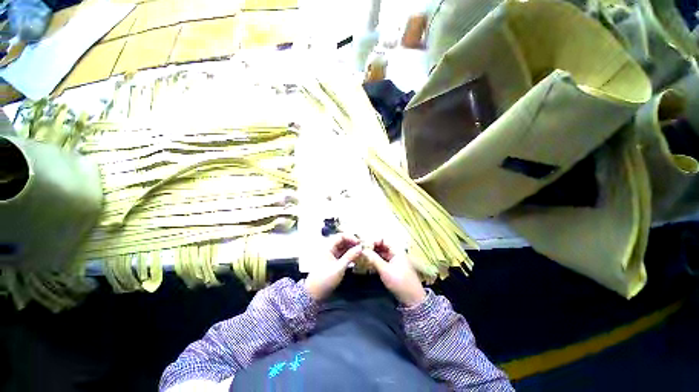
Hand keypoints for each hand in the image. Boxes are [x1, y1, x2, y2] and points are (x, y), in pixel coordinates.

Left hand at [304, 234, 362, 300]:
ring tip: (360, 253)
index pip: (341, 236)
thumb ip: (350, 256)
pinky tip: (355, 258)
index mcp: (328, 247)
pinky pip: (341, 254)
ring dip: (351, 249)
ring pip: (342, 247)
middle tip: (361, 248)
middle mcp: (328, 248)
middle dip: (352, 243)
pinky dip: (348, 255)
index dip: (351, 237)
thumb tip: (360, 248)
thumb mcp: (339, 268)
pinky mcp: (332, 261)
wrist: (314, 294)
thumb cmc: (325, 279)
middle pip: (342, 241)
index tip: (359, 243)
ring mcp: (330, 255)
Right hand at [362, 240, 425, 306]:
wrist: (412, 299)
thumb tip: (362, 250)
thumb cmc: (399, 282)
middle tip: (361, 252)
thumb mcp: (385, 270)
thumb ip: (373, 258)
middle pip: (382, 246)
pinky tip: (368, 263)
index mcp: (396, 250)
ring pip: (381, 253)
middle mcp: (395, 253)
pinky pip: (382, 260)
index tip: (364, 247)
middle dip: (372, 247)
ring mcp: (394, 260)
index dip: (373, 241)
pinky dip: (376, 260)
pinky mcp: (392, 268)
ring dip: (373, 254)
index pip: (383, 239)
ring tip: (363, 257)